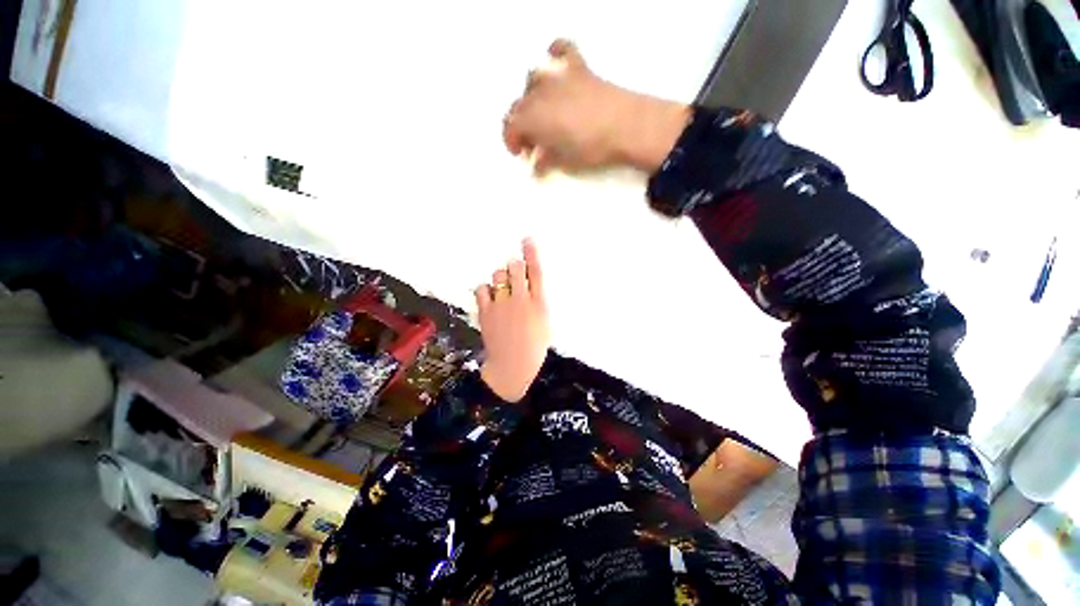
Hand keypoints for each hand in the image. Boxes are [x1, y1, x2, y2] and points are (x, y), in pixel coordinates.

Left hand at [474, 239, 549, 401]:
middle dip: (515, 265)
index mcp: (539, 303)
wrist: (513, 365)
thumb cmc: (534, 347)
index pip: (536, 272)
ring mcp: (502, 305)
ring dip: (501, 277)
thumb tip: (530, 284)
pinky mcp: (486, 312)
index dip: (531, 253)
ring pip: (498, 275)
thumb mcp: (544, 323)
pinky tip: (490, 297)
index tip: (527, 239)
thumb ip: (538, 301)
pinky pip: (482, 289)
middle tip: (515, 270)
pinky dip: (486, 290)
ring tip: (502, 289)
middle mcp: (521, 300)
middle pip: (515, 268)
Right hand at [503, 39, 689, 175]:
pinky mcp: (579, 68)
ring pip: (533, 79)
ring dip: (532, 95)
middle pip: (520, 104)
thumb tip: (536, 166)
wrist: (626, 126)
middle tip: (533, 142)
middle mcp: (540, 93)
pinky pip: (562, 50)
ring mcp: (560, 77)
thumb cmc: (591, 149)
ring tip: (542, 111)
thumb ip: (546, 162)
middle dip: (521, 124)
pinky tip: (553, 58)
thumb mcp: (565, 162)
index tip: (520, 153)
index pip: (511, 125)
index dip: (511, 140)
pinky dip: (555, 53)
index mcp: (534, 117)